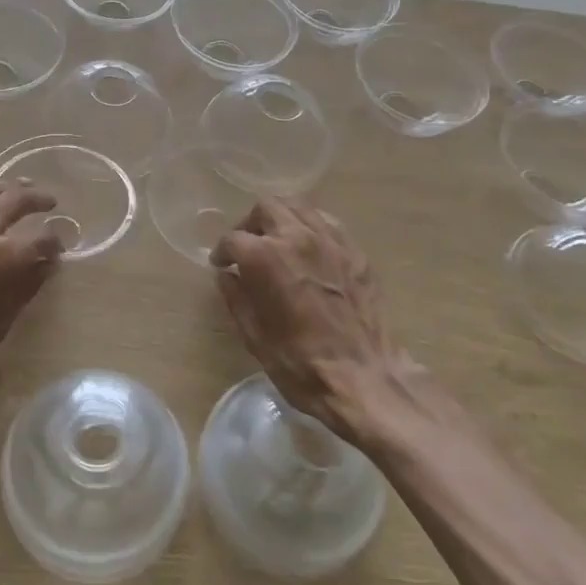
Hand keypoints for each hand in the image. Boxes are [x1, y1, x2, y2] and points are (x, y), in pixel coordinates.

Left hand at [0, 156, 61, 415]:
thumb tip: (48, 261)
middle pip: (17, 202)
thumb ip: (27, 285)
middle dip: (38, 200)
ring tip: (18, 186)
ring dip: (5, 186)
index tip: (60, 243)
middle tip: (49, 202)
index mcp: (6, 259)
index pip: (44, 238)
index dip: (56, 240)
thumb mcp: (2, 323)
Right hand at [209, 198, 415, 444]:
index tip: (221, 265)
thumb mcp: (254, 335)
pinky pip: (327, 223)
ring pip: (298, 206)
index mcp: (266, 257)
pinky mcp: (355, 251)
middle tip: (247, 248)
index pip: (233, 239)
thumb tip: (226, 275)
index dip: (222, 252)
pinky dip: (310, 227)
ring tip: (277, 242)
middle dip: (250, 224)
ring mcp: (330, 240)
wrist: (364, 378)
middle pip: (266, 207)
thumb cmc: (300, 363)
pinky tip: (308, 250)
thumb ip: (236, 297)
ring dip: (281, 218)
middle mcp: (297, 237)